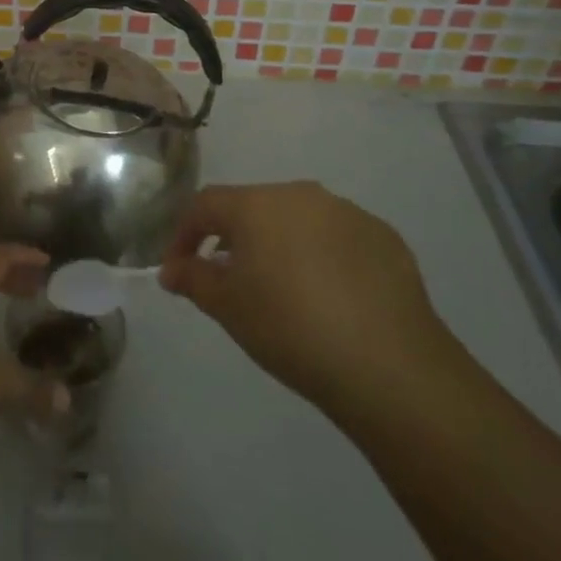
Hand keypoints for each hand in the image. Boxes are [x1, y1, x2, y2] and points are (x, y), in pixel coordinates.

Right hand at [159, 182, 451, 418]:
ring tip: (283, 290)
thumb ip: (193, 279)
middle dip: (235, 238)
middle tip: (231, 279)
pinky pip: (339, 239)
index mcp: (257, 204)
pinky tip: (331, 298)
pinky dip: (324, 258)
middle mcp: (301, 194)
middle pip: (254, 207)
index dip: (184, 234)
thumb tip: (171, 269)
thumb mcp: (228, 308)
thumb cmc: (291, 328)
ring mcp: (347, 213)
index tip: (177, 268)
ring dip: (282, 246)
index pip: (205, 205)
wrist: (390, 365)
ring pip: (299, 221)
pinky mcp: (385, 238)